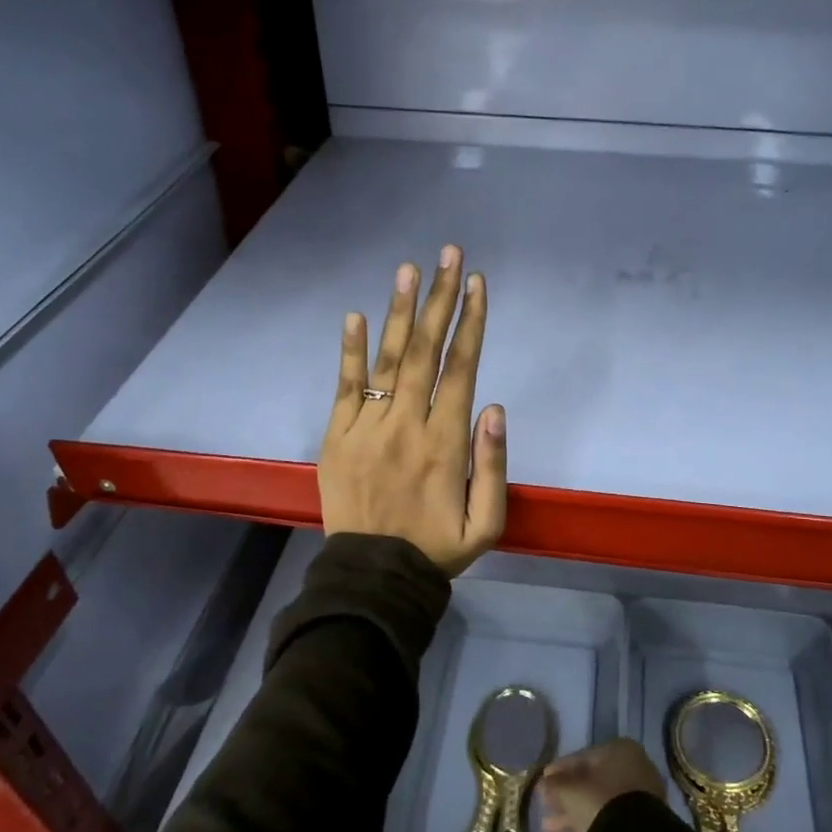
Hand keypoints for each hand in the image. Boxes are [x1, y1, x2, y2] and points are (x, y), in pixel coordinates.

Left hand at [320, 245, 506, 576]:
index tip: (477, 284)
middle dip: (441, 300)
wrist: (373, 576)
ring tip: (409, 270)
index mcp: (445, 442)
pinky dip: (350, 352)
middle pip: (426, 351)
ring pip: (387, 360)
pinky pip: (345, 388)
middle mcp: (407, 424)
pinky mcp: (336, 437)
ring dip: (400, 312)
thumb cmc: (437, 548)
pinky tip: (355, 316)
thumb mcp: (487, 523)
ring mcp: (367, 428)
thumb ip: (493, 465)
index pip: (461, 369)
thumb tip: (494, 406)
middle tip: (449, 255)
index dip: (471, 323)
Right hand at [539, 739, 666, 831]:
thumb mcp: (569, 790)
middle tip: (544, 804)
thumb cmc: (599, 800)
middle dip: (565, 797)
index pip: (584, 758)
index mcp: (620, 752)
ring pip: (596, 809)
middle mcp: (632, 774)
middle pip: (590, 785)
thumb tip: (542, 783)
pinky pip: (602, 831)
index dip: (560, 769)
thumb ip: (553, 784)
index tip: (543, 779)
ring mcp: (635, 805)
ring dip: (568, 819)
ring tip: (544, 828)